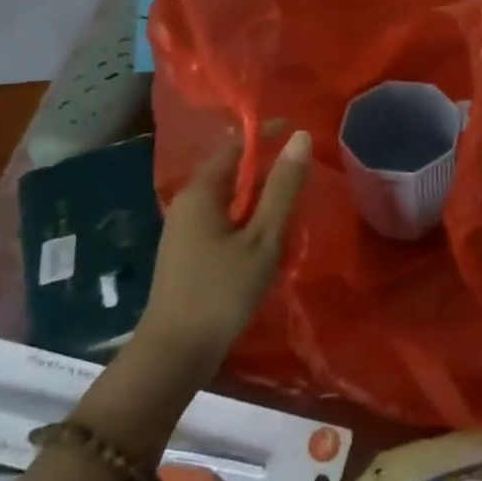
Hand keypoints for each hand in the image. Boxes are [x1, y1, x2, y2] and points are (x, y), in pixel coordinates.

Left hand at [141, 127, 310, 362]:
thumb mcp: (263, 237)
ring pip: (229, 198)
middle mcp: (187, 204)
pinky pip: (224, 220)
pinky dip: (250, 217)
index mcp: (201, 193)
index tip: (299, 130)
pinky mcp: (189, 253)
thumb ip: (283, 187)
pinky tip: (270, 235)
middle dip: (266, 166)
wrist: (176, 351)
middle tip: (305, 170)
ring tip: (294, 200)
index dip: (265, 134)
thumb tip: (301, 138)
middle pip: (231, 171)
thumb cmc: (222, 289)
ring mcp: (185, 230)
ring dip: (260, 195)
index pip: (235, 146)